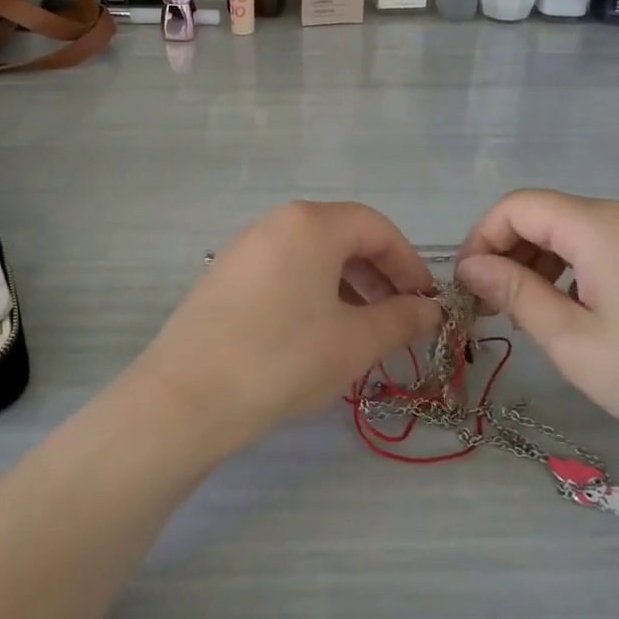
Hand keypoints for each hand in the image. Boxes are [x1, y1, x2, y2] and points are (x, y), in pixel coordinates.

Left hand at [130, 202, 441, 457]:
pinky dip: (312, 290)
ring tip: (362, 328)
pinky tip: (317, 331)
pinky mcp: (225, 274)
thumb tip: (430, 310)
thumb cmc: (284, 359)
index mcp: (311, 224)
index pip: (376, 228)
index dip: (409, 263)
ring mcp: (245, 246)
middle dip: (378, 274)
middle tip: (398, 317)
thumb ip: (401, 320)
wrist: (188, 396)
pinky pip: (283, 269)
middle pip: (342, 235)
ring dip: (347, 284)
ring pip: (311, 254)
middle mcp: (276, 222)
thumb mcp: (354, 342)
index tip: (426, 302)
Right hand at [456, 190, 618, 468]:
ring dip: (538, 262)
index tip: (467, 285)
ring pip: (573, 230)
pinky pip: (603, 246)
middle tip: (492, 306)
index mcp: (599, 225)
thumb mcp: (573, 340)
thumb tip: (472, 267)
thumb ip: (515, 294)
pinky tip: (573, 310)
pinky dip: (572, 268)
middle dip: (508, 252)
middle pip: (545, 214)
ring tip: (529, 313)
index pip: (517, 206)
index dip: (481, 237)